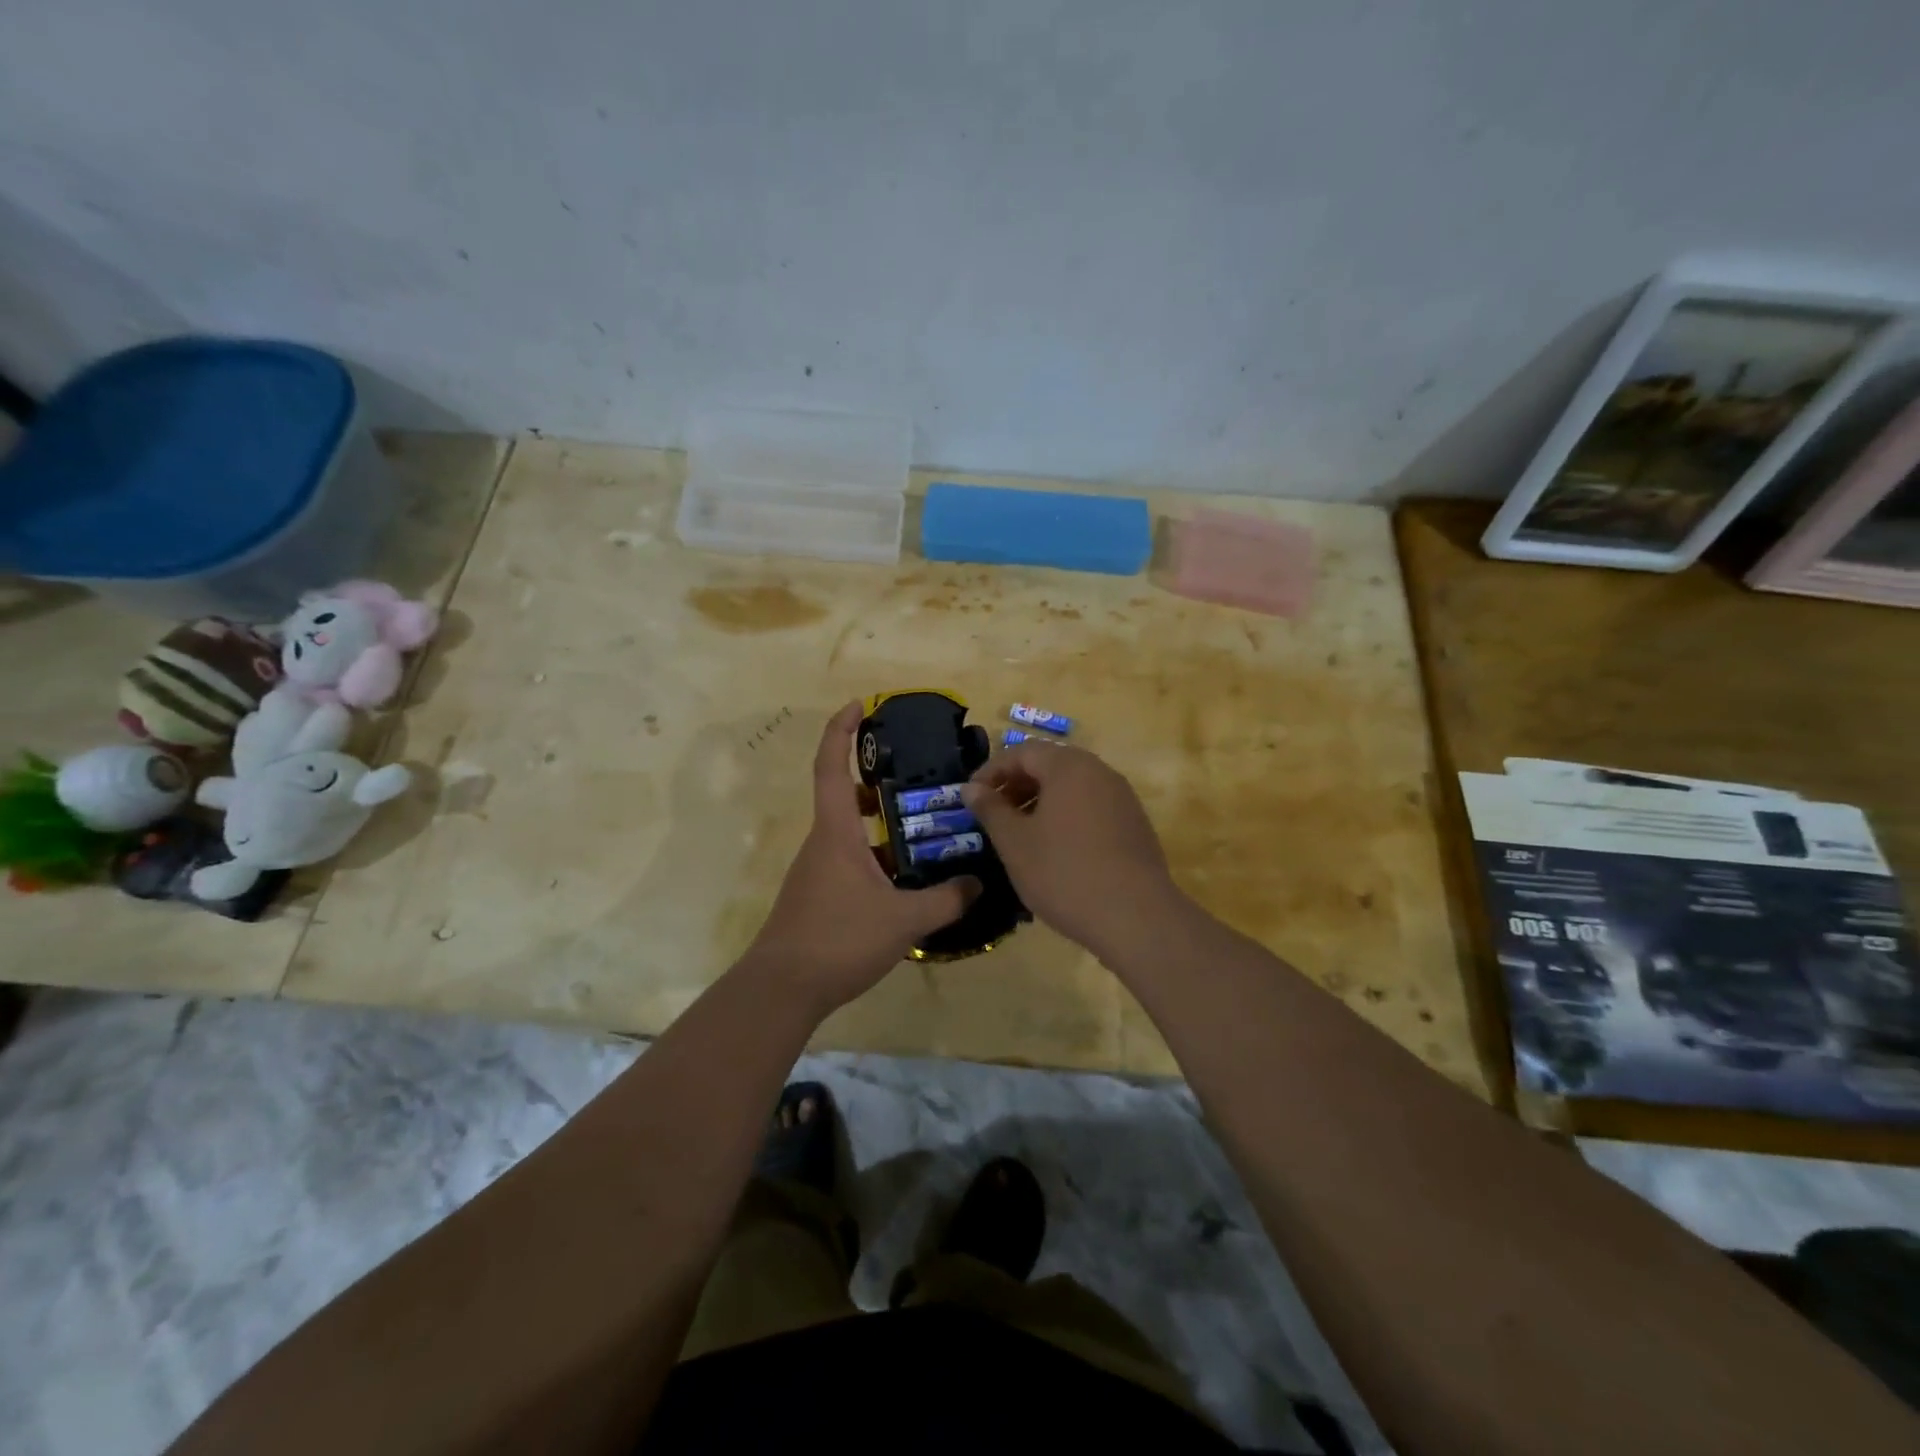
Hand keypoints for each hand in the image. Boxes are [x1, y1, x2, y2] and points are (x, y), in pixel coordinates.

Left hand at [744, 703, 977, 1012]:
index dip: (841, 730)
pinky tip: (907, 877)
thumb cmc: (838, 939)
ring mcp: (818, 869)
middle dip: (876, 779)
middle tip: (917, 774)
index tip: (859, 705)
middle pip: (845, 795)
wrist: (782, 989)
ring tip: (924, 825)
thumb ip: (946, 900)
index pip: (832, 766)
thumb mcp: (903, 920)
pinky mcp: (819, 894)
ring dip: (880, 822)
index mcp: (836, 832)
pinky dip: (877, 854)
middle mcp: (823, 842)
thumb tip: (978, 884)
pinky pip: (850, 859)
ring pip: (850, 831)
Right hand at [962, 741, 1181, 957]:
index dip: (991, 771)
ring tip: (1020, 833)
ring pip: (1072, 786)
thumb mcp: (1015, 843)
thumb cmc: (1065, 873)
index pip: (1022, 751)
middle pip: (1050, 764)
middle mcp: (1099, 771)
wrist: (1136, 916)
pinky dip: (1066, 815)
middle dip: (1016, 784)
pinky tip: (1055, 848)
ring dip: (1040, 800)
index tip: (971, 797)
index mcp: (1069, 766)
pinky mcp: (1134, 823)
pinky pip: (1091, 806)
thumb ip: (990, 809)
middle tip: (993, 814)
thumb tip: (971, 788)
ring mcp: (1122, 797)